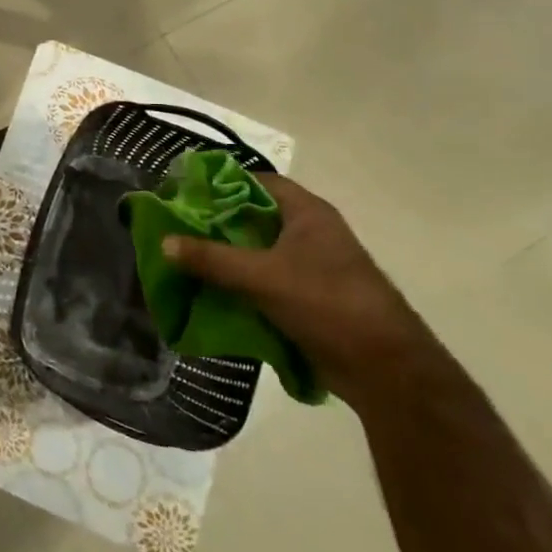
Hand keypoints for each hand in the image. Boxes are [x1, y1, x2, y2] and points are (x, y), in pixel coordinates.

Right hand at [161, 173, 434, 407]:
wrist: (387, 370)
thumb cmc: (326, 304)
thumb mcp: (262, 277)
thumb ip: (212, 259)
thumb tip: (164, 242)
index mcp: (307, 213)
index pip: (258, 181)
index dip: (221, 183)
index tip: (186, 193)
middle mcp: (311, 232)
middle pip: (255, 216)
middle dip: (218, 223)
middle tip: (178, 228)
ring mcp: (314, 266)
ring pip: (260, 251)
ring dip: (228, 256)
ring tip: (187, 260)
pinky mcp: (312, 297)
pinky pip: (269, 279)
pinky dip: (243, 283)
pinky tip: (213, 292)